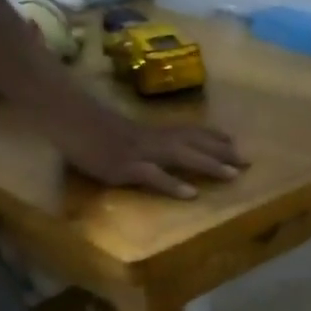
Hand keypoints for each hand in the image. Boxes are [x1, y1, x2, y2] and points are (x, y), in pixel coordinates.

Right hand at [55, 99, 244, 199]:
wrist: (63, 116)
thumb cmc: (88, 124)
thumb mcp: (121, 131)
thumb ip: (140, 139)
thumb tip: (154, 148)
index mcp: (152, 131)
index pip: (189, 130)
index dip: (213, 136)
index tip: (235, 142)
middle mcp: (152, 139)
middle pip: (194, 143)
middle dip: (223, 152)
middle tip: (248, 162)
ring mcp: (140, 153)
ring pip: (181, 156)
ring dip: (208, 165)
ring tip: (233, 175)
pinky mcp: (125, 167)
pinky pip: (153, 176)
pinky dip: (172, 184)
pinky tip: (191, 194)